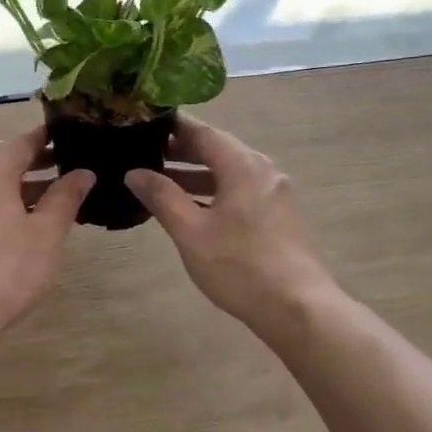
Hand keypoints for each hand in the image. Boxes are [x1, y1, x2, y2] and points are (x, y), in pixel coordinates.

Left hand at [0, 127, 94, 345]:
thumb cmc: (4, 270)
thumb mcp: (46, 235)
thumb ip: (65, 198)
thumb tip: (83, 172)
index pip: (23, 143)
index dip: (49, 138)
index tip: (70, 135)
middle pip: (4, 165)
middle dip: (37, 167)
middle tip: (70, 170)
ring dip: (19, 192)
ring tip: (51, 203)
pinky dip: (0, 210)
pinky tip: (18, 230)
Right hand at [125, 117, 334, 337]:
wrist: (296, 307)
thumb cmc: (239, 266)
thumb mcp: (191, 232)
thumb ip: (162, 197)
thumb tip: (134, 173)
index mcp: (243, 166)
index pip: (203, 132)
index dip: (173, 127)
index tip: (143, 124)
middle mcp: (262, 170)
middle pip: (217, 149)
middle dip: (181, 151)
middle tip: (144, 152)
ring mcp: (273, 193)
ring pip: (228, 172)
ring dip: (195, 174)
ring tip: (159, 180)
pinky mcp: (277, 215)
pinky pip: (239, 190)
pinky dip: (213, 191)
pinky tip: (190, 208)